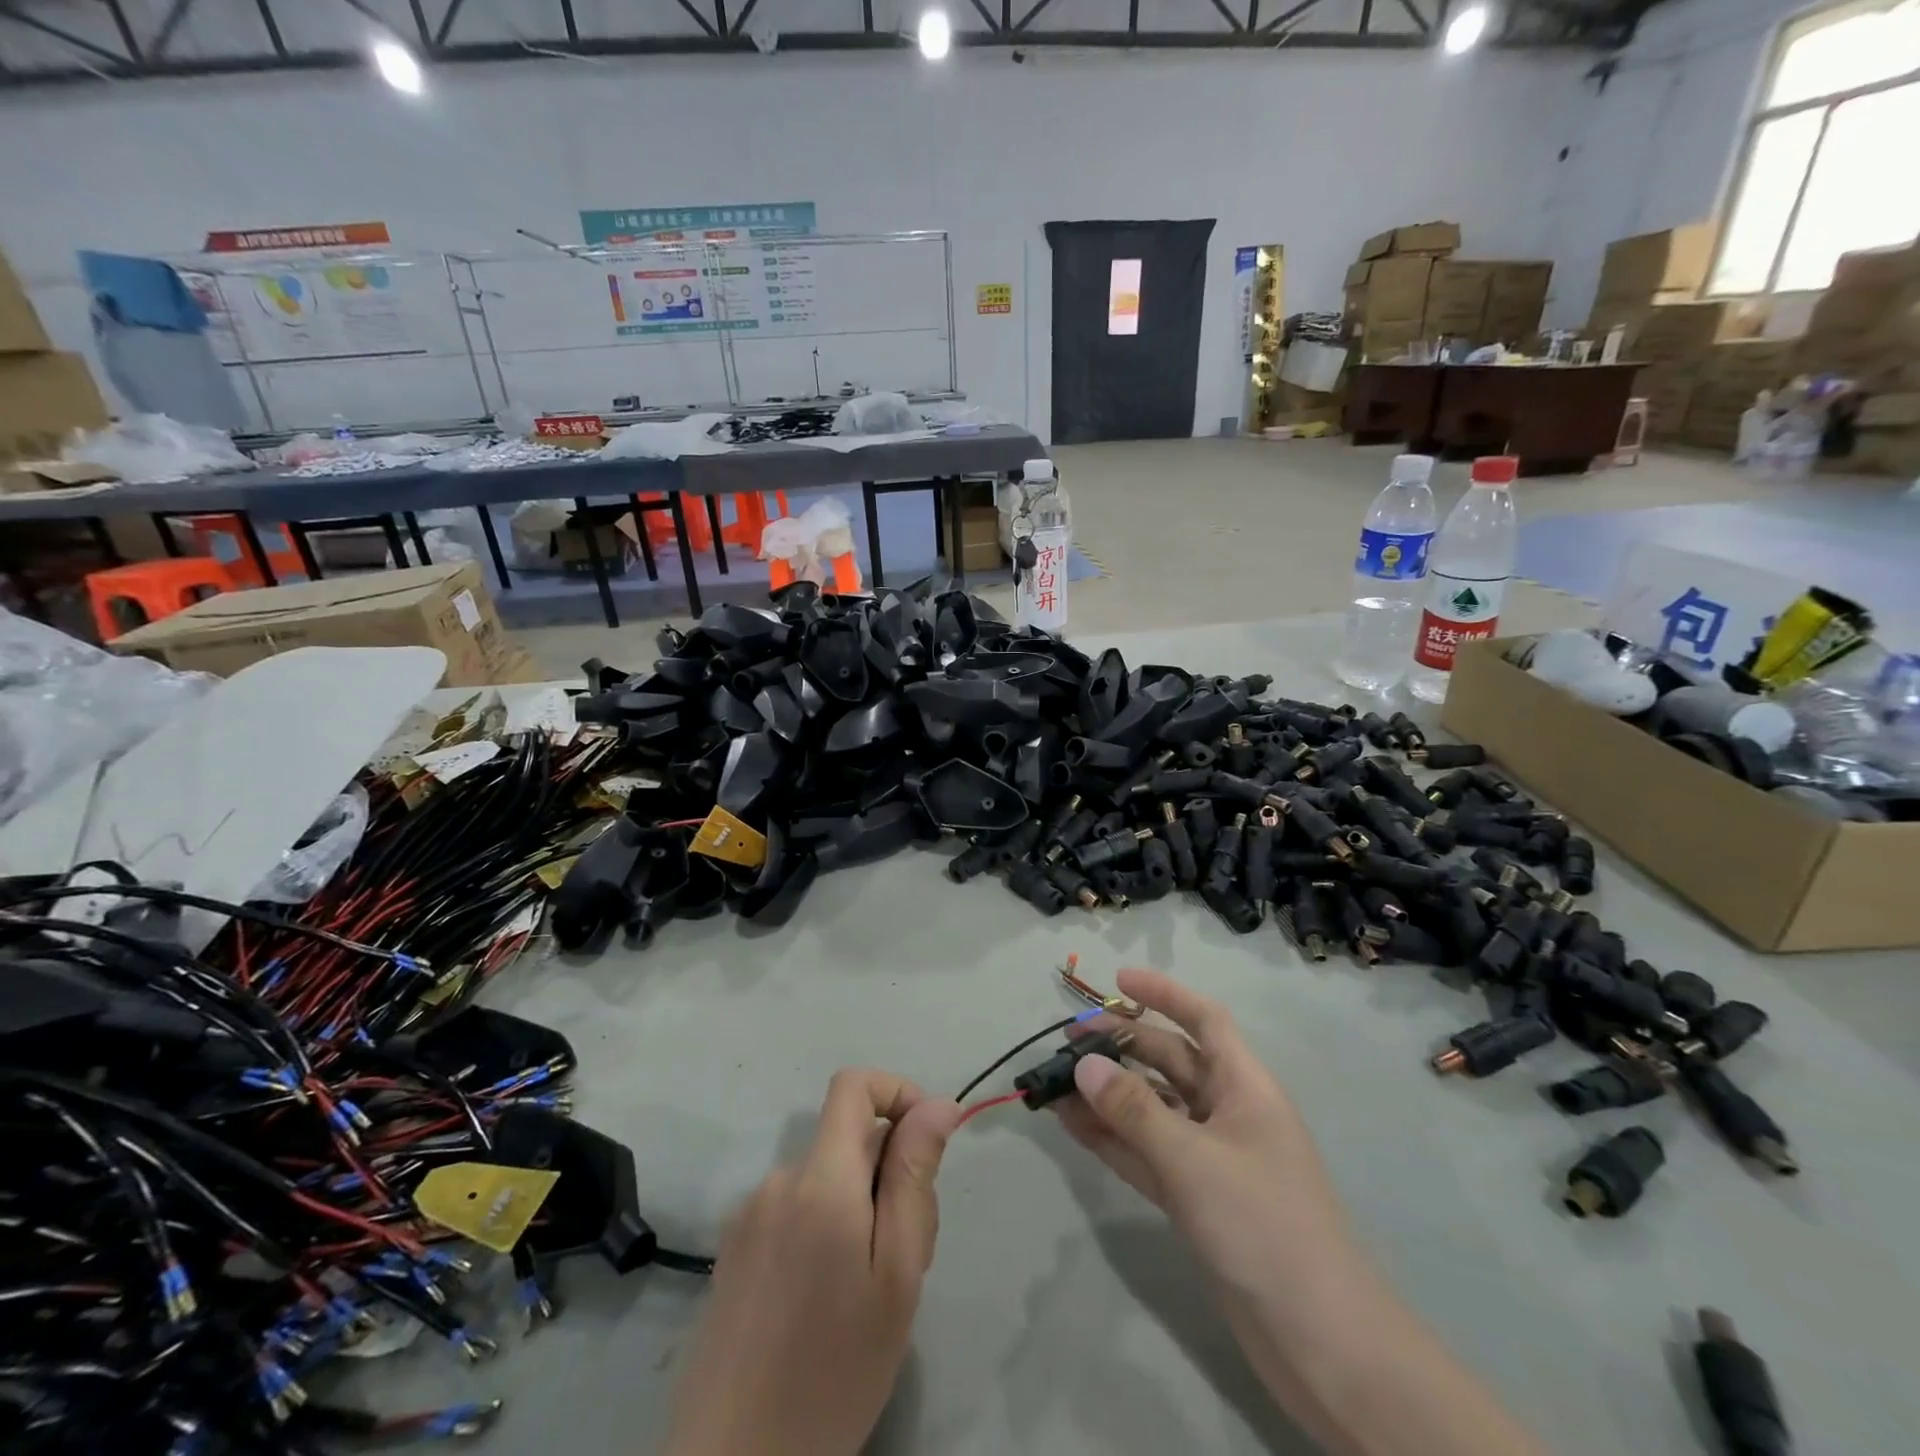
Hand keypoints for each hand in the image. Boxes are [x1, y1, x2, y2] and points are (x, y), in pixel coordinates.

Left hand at [662, 1069, 961, 1455]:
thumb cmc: (834, 1371)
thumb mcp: (897, 1274)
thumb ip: (914, 1176)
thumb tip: (936, 1104)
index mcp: (820, 1179)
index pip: (853, 1085)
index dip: (897, 1092)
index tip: (929, 1141)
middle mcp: (779, 1180)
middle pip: (848, 1141)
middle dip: (889, 1174)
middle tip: (907, 1255)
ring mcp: (750, 1214)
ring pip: (826, 1180)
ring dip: (860, 1209)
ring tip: (868, 1292)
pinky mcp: (734, 1249)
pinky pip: (795, 1210)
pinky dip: (825, 1230)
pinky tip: (827, 1303)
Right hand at [1055, 969, 1356, 1303]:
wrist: (1319, 1340)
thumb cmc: (1263, 1224)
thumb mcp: (1193, 1158)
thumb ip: (1135, 1110)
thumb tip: (1083, 1064)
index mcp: (1245, 1086)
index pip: (1204, 1020)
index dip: (1164, 994)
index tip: (1118, 980)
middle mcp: (1227, 1111)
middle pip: (1170, 1060)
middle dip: (1123, 1045)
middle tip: (1068, 1040)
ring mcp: (1211, 1156)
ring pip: (1152, 1108)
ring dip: (1109, 1095)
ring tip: (1056, 1083)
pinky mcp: (1196, 1197)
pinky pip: (1146, 1152)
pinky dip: (1113, 1138)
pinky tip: (1073, 1126)